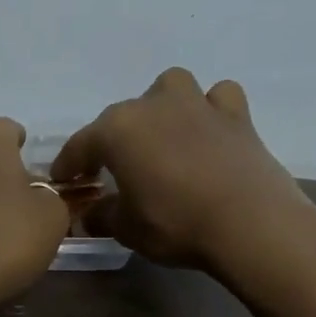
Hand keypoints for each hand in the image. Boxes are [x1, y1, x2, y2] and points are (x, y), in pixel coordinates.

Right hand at [51, 68, 315, 273]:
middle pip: (121, 116)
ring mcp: (196, 104)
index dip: (69, 164)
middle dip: (112, 140)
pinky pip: (218, 98)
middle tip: (113, 169)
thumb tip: (91, 214)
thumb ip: (103, 215)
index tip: (64, 181)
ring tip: (164, 135)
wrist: (251, 224)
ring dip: (162, 106)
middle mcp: (153, 106)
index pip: (81, 145)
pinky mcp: (236, 115)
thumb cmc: (176, 224)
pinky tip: (210, 131)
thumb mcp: (127, 229)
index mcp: (117, 130)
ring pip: (170, 88)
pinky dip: (211, 110)